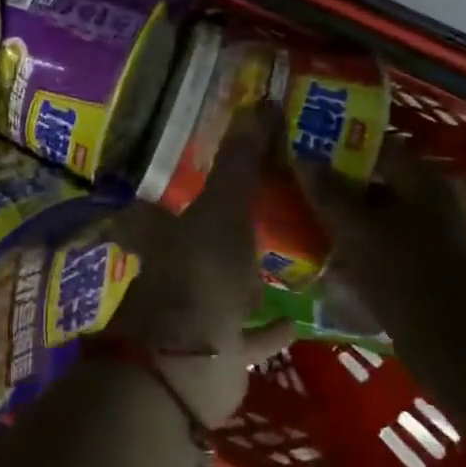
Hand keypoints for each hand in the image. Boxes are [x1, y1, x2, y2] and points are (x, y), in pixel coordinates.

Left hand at [105, 108, 295, 427]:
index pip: (169, 200)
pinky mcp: (221, 352)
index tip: (216, 171)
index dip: (187, 185)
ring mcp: (197, 314)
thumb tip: (260, 101)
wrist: (189, 365)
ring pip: (228, 289)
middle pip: (202, 244)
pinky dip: (272, 328)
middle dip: (227, 230)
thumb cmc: (201, 273)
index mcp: (166, 234)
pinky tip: (299, 317)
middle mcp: (176, 271)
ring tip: (288, 256)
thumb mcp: (223, 207)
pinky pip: (253, 335)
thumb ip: (240, 160)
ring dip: (251, 278)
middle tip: (265, 210)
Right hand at [294, 140, 465, 347]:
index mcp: (422, 182)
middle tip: (303, 188)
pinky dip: (364, 250)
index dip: (343, 143)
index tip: (309, 148)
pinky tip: (336, 265)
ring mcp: (436, 239)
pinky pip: (390, 249)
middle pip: (380, 182)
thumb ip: (328, 193)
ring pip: (383, 218)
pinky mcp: (432, 272)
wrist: (457, 347)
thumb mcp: (356, 230)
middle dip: (342, 185)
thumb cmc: (404, 274)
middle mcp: (433, 203)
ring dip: (350, 221)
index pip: (379, 145)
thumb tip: (303, 157)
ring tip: (311, 226)